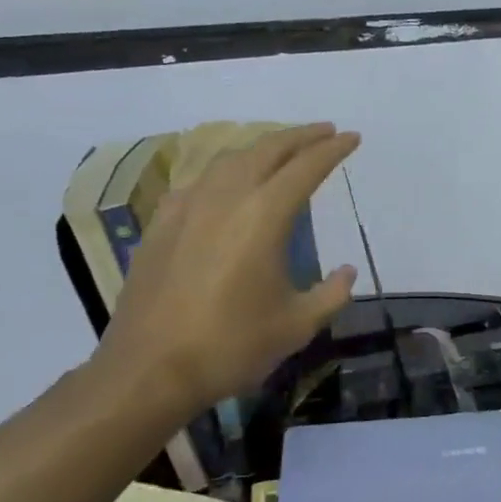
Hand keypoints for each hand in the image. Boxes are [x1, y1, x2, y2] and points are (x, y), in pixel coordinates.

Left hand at [92, 124, 359, 414]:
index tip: (351, 138)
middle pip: (266, 150)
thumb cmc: (231, 346)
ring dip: (261, 148)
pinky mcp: (161, 224)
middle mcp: (225, 198)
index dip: (332, 150)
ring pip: (228, 159)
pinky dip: (224, 172)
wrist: (149, 369)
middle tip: (324, 132)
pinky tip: (226, 186)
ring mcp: (187, 208)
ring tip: (280, 152)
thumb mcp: (297, 325)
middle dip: (299, 136)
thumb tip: (347, 273)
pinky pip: (198, 182)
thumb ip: (331, 294)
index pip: (305, 168)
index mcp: (264, 217)